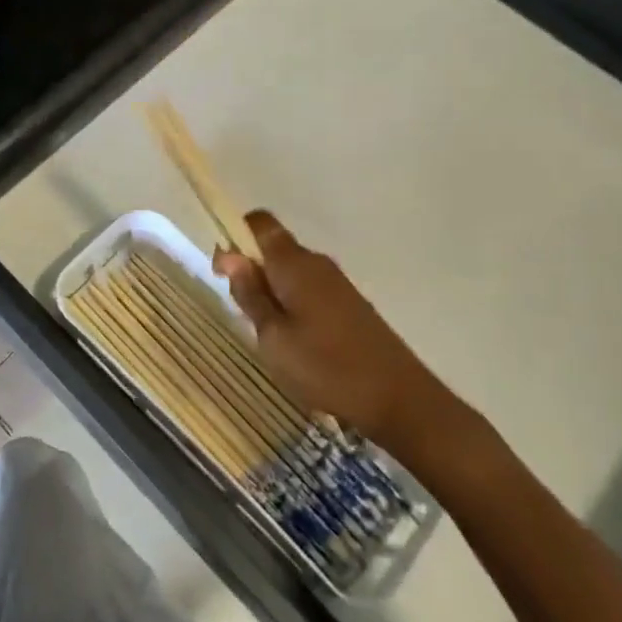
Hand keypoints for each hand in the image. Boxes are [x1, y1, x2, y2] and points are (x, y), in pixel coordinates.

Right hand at [212, 211, 465, 450]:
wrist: (398, 397)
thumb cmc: (325, 367)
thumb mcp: (273, 337)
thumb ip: (250, 294)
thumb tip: (231, 256)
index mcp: (294, 263)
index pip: (259, 223)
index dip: (235, 236)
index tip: (223, 273)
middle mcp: (316, 263)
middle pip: (274, 247)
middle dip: (251, 270)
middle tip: (243, 314)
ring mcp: (337, 283)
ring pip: (291, 271)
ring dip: (272, 291)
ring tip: (269, 335)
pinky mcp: (350, 304)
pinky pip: (309, 289)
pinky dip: (293, 304)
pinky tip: (296, 343)